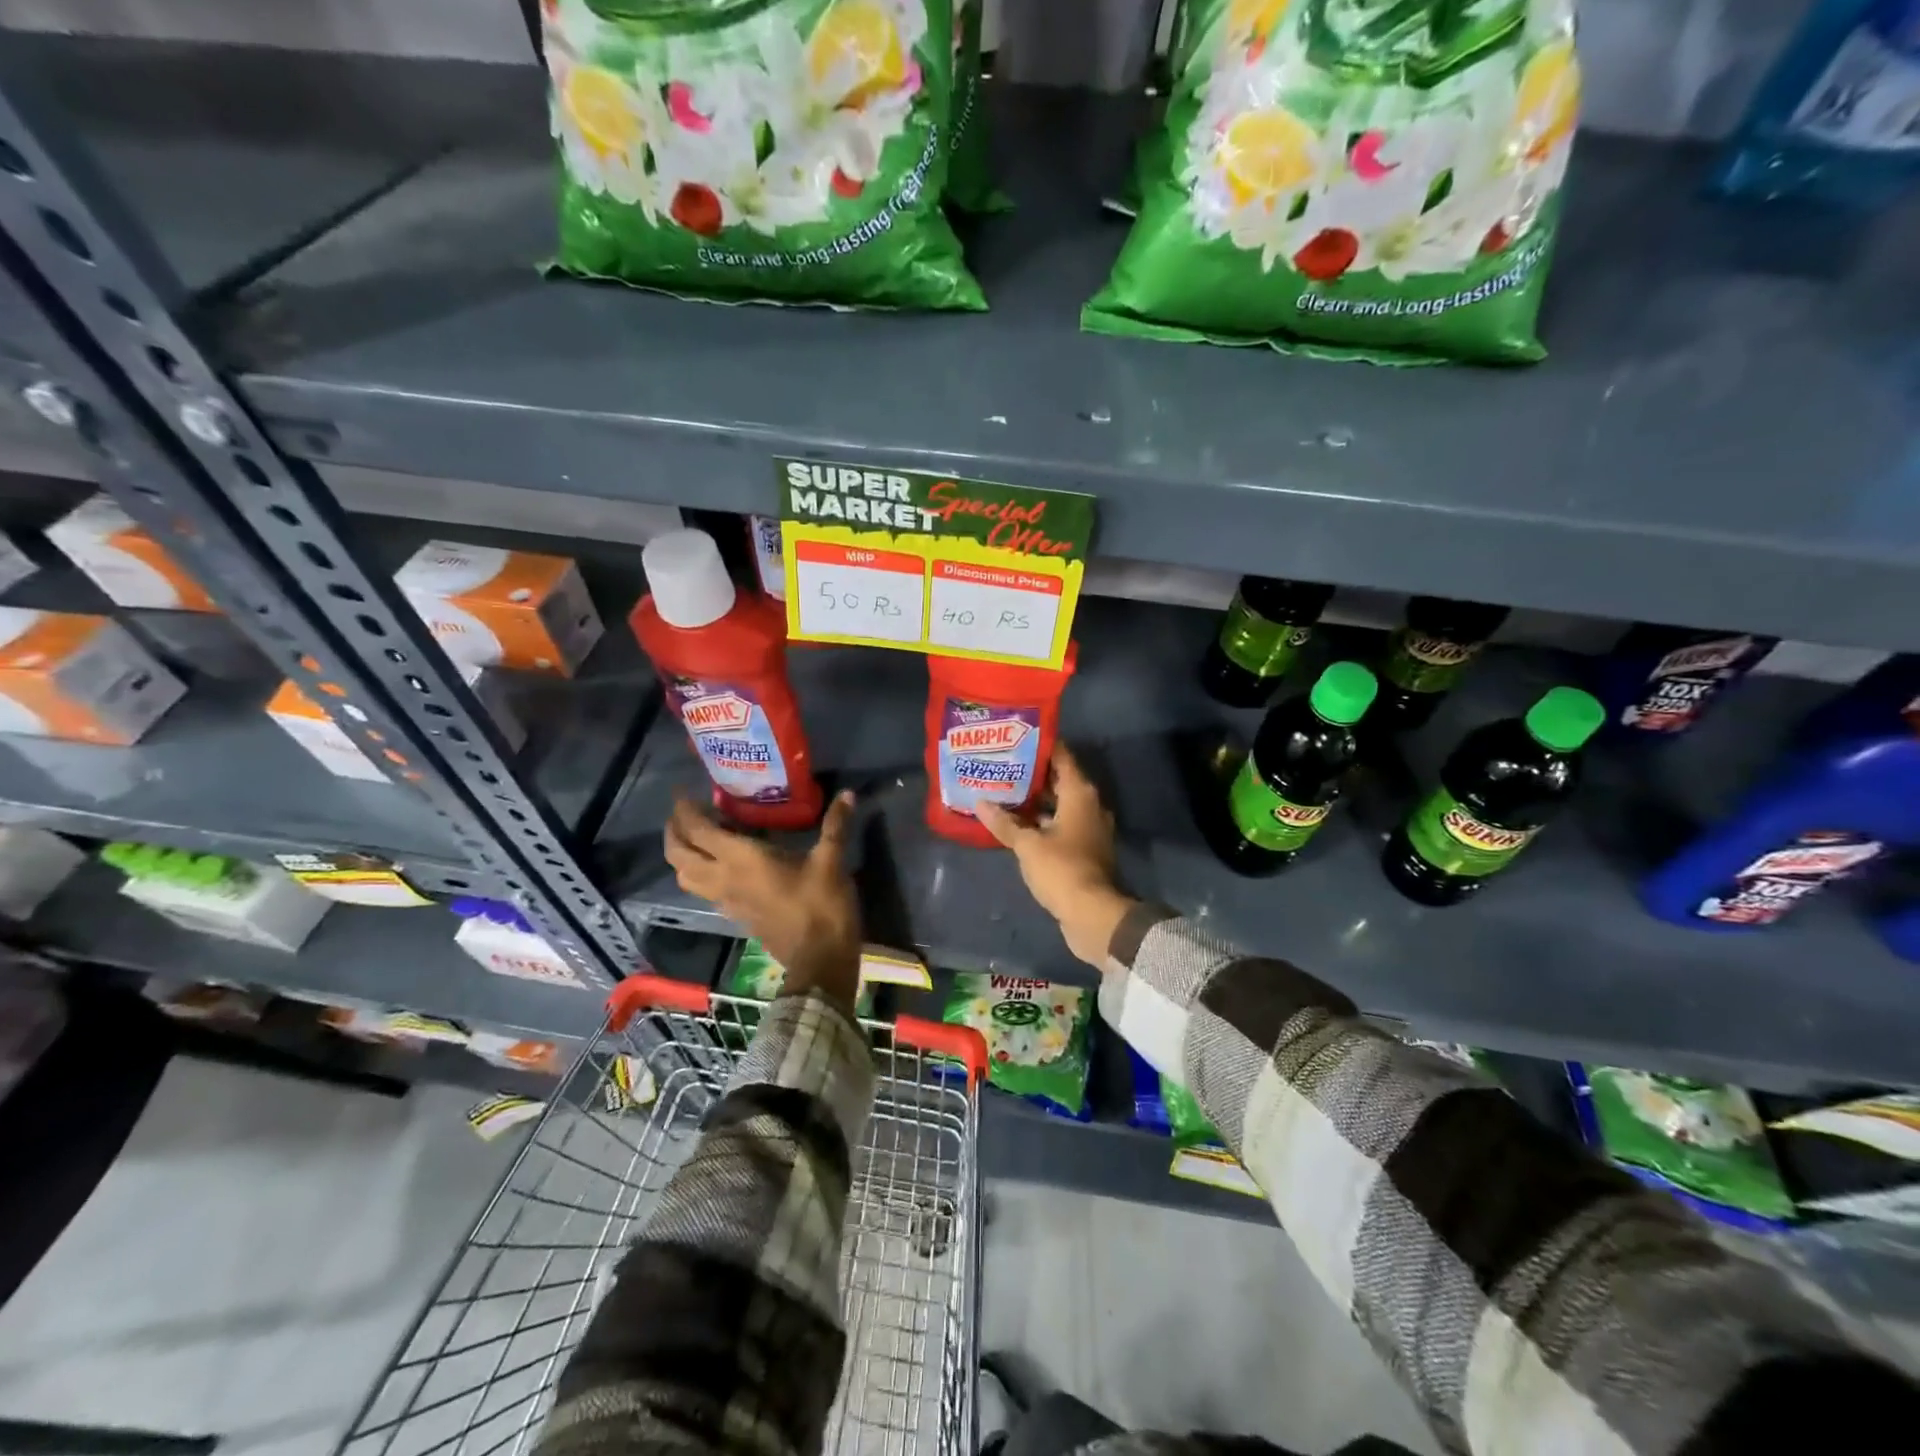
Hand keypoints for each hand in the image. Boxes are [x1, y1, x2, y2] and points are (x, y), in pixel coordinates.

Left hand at [664, 790, 861, 1007]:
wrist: (820, 960)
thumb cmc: (822, 906)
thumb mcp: (831, 861)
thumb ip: (835, 826)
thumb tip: (848, 794)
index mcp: (741, 860)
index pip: (698, 831)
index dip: (685, 810)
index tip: (682, 792)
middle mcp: (724, 879)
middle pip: (679, 856)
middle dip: (674, 832)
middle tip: (682, 813)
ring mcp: (726, 901)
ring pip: (686, 877)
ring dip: (681, 855)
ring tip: (696, 837)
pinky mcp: (736, 916)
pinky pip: (703, 890)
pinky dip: (700, 873)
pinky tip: (721, 865)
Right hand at [976, 746, 1134, 967]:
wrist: (1092, 914)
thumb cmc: (1061, 869)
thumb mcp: (1027, 844)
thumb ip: (1005, 822)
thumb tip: (980, 803)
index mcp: (1080, 794)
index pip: (1061, 757)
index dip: (1040, 746)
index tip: (1015, 738)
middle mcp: (1089, 805)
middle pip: (1059, 780)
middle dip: (1032, 774)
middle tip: (1002, 765)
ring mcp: (1089, 829)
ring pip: (1059, 805)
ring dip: (1036, 801)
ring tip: (1003, 792)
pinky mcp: (1084, 850)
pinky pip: (1061, 826)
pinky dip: (1042, 822)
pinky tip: (1017, 824)